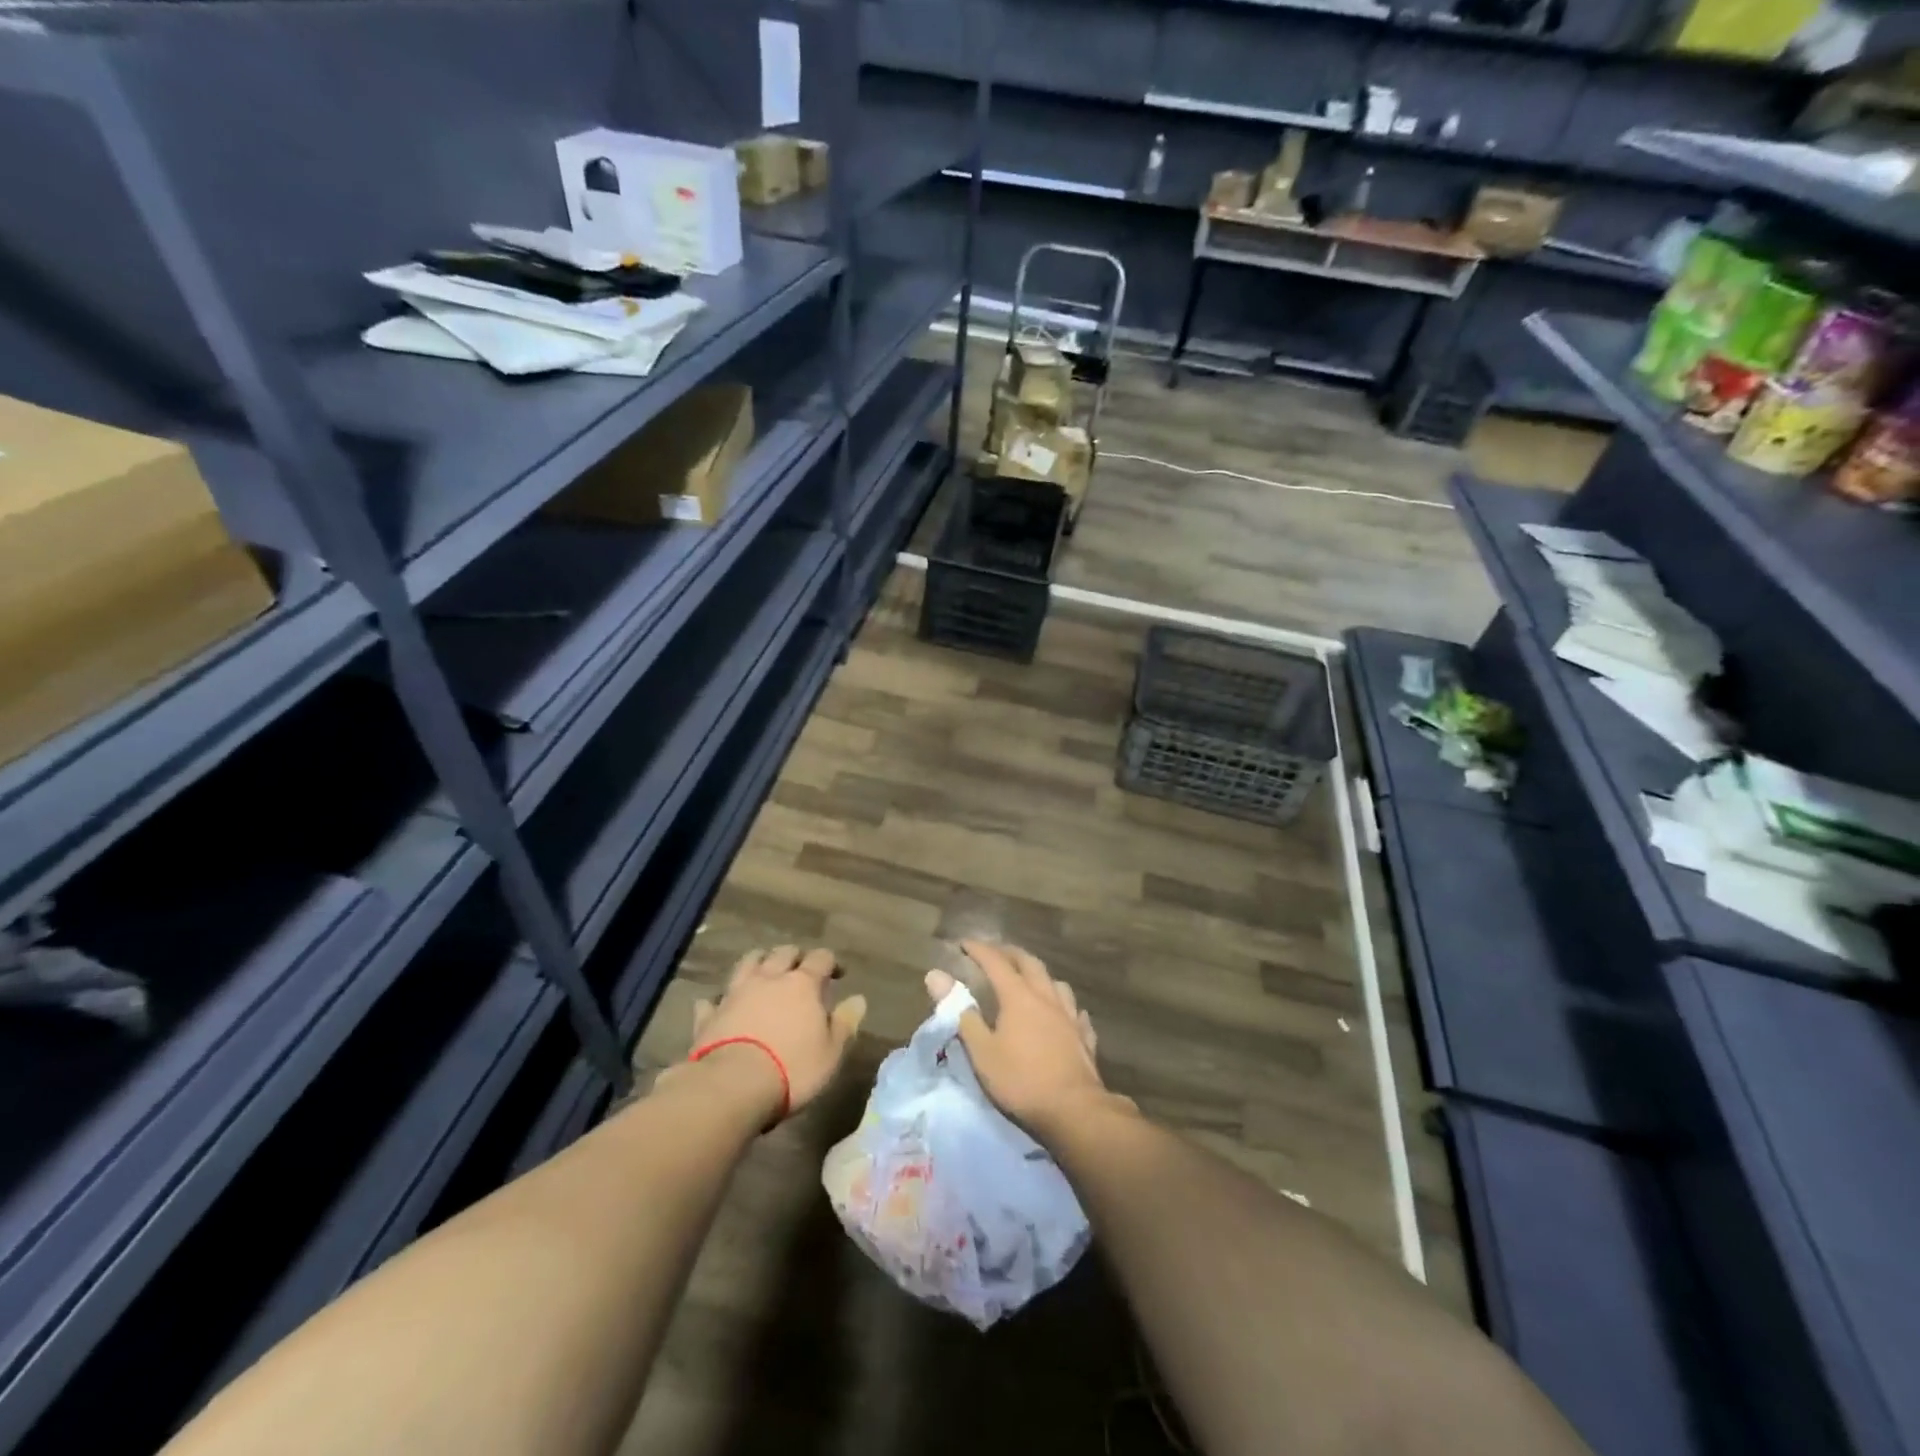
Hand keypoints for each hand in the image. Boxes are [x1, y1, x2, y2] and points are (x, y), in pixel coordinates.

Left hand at [683, 946, 866, 1122]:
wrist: (732, 1086)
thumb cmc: (792, 1069)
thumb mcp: (831, 1051)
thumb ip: (845, 1023)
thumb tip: (859, 999)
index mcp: (802, 984)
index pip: (821, 958)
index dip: (831, 962)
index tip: (838, 974)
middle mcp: (769, 979)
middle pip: (783, 953)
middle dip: (794, 957)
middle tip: (801, 970)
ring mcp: (736, 993)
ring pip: (747, 963)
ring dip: (758, 962)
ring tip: (764, 972)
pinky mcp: (710, 1014)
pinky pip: (713, 998)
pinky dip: (720, 999)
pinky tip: (721, 1004)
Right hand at [924, 940, 1123, 1140]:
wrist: (1074, 1110)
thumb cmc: (1021, 1080)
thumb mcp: (981, 1051)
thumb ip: (960, 1012)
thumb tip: (936, 976)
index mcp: (1019, 996)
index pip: (996, 962)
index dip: (979, 950)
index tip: (964, 943)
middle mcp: (1046, 997)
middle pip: (1029, 963)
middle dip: (1010, 953)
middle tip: (995, 952)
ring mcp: (1070, 1016)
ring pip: (1056, 983)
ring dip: (1040, 975)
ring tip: (1030, 980)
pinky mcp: (1084, 1036)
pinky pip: (1074, 1011)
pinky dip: (1064, 1005)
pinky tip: (1063, 1013)